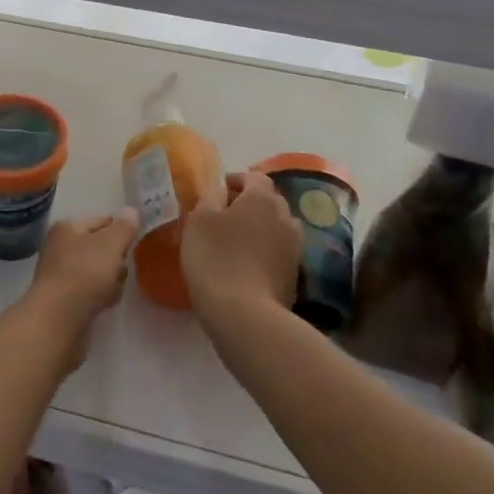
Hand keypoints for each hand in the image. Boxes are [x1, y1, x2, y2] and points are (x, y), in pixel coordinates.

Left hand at [27, 209, 137, 364]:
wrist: (59, 319)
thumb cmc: (85, 273)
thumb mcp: (111, 244)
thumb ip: (124, 227)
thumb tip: (131, 211)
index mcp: (67, 228)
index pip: (100, 221)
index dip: (120, 229)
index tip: (137, 239)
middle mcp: (60, 248)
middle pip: (98, 247)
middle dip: (116, 257)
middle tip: (125, 266)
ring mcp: (60, 275)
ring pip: (96, 271)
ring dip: (111, 278)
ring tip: (117, 287)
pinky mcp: (64, 301)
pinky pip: (90, 292)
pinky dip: (101, 295)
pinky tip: (108, 303)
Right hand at [182, 170, 300, 334]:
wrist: (246, 316)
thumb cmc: (216, 258)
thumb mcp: (199, 220)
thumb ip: (209, 197)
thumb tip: (217, 189)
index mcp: (263, 198)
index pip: (253, 177)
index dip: (234, 180)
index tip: (214, 193)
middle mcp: (286, 217)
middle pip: (267, 202)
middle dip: (247, 205)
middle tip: (221, 218)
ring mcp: (295, 248)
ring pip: (274, 228)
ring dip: (257, 230)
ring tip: (233, 244)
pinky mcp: (295, 276)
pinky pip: (276, 254)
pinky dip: (262, 254)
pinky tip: (243, 268)